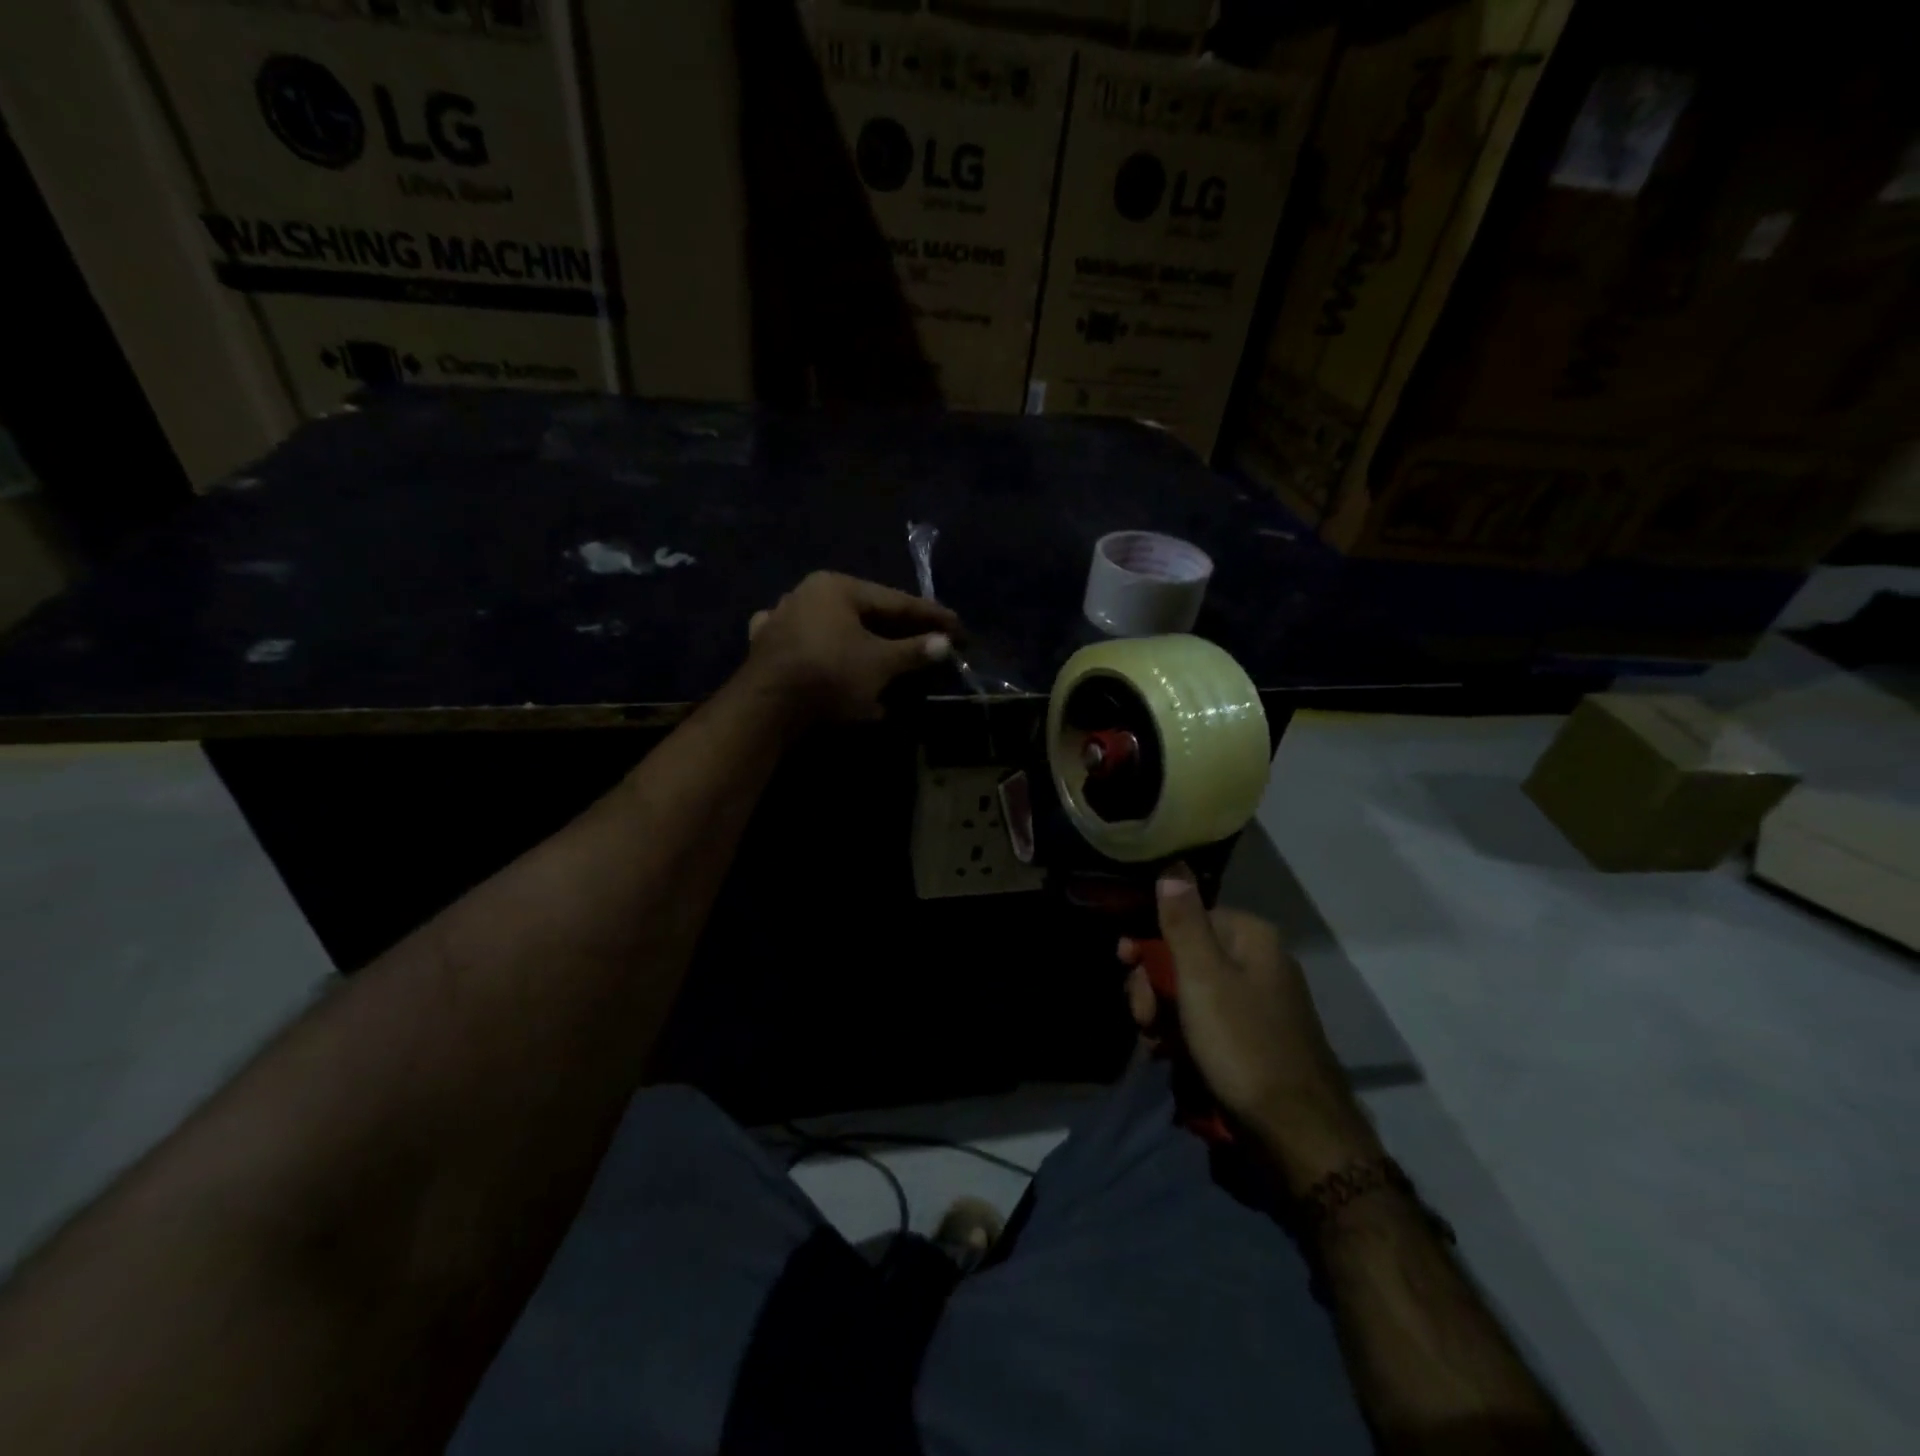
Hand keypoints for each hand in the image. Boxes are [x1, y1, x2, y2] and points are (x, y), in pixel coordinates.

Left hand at [744, 571, 957, 723]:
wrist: (766, 707)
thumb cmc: (830, 674)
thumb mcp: (880, 663)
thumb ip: (914, 651)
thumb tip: (944, 643)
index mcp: (836, 586)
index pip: (895, 600)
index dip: (930, 616)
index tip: (957, 628)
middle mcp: (806, 594)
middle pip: (866, 613)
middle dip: (899, 632)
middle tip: (930, 644)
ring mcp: (781, 620)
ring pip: (837, 630)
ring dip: (865, 645)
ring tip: (890, 658)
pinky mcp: (766, 649)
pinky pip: (810, 648)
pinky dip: (830, 657)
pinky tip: (835, 662)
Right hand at [1121, 867, 1381, 1190]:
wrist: (1297, 1133)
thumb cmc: (1243, 1044)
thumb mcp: (1202, 978)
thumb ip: (1183, 922)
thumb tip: (1172, 865)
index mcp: (1251, 937)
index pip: (1186, 917)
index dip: (1149, 940)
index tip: (1124, 964)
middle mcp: (1258, 961)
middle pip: (1186, 955)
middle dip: (1153, 983)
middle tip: (1141, 1016)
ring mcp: (1259, 1002)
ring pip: (1192, 991)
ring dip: (1163, 1012)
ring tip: (1154, 1042)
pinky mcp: (1255, 1037)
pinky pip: (1207, 1021)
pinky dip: (1184, 1034)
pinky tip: (1170, 1055)